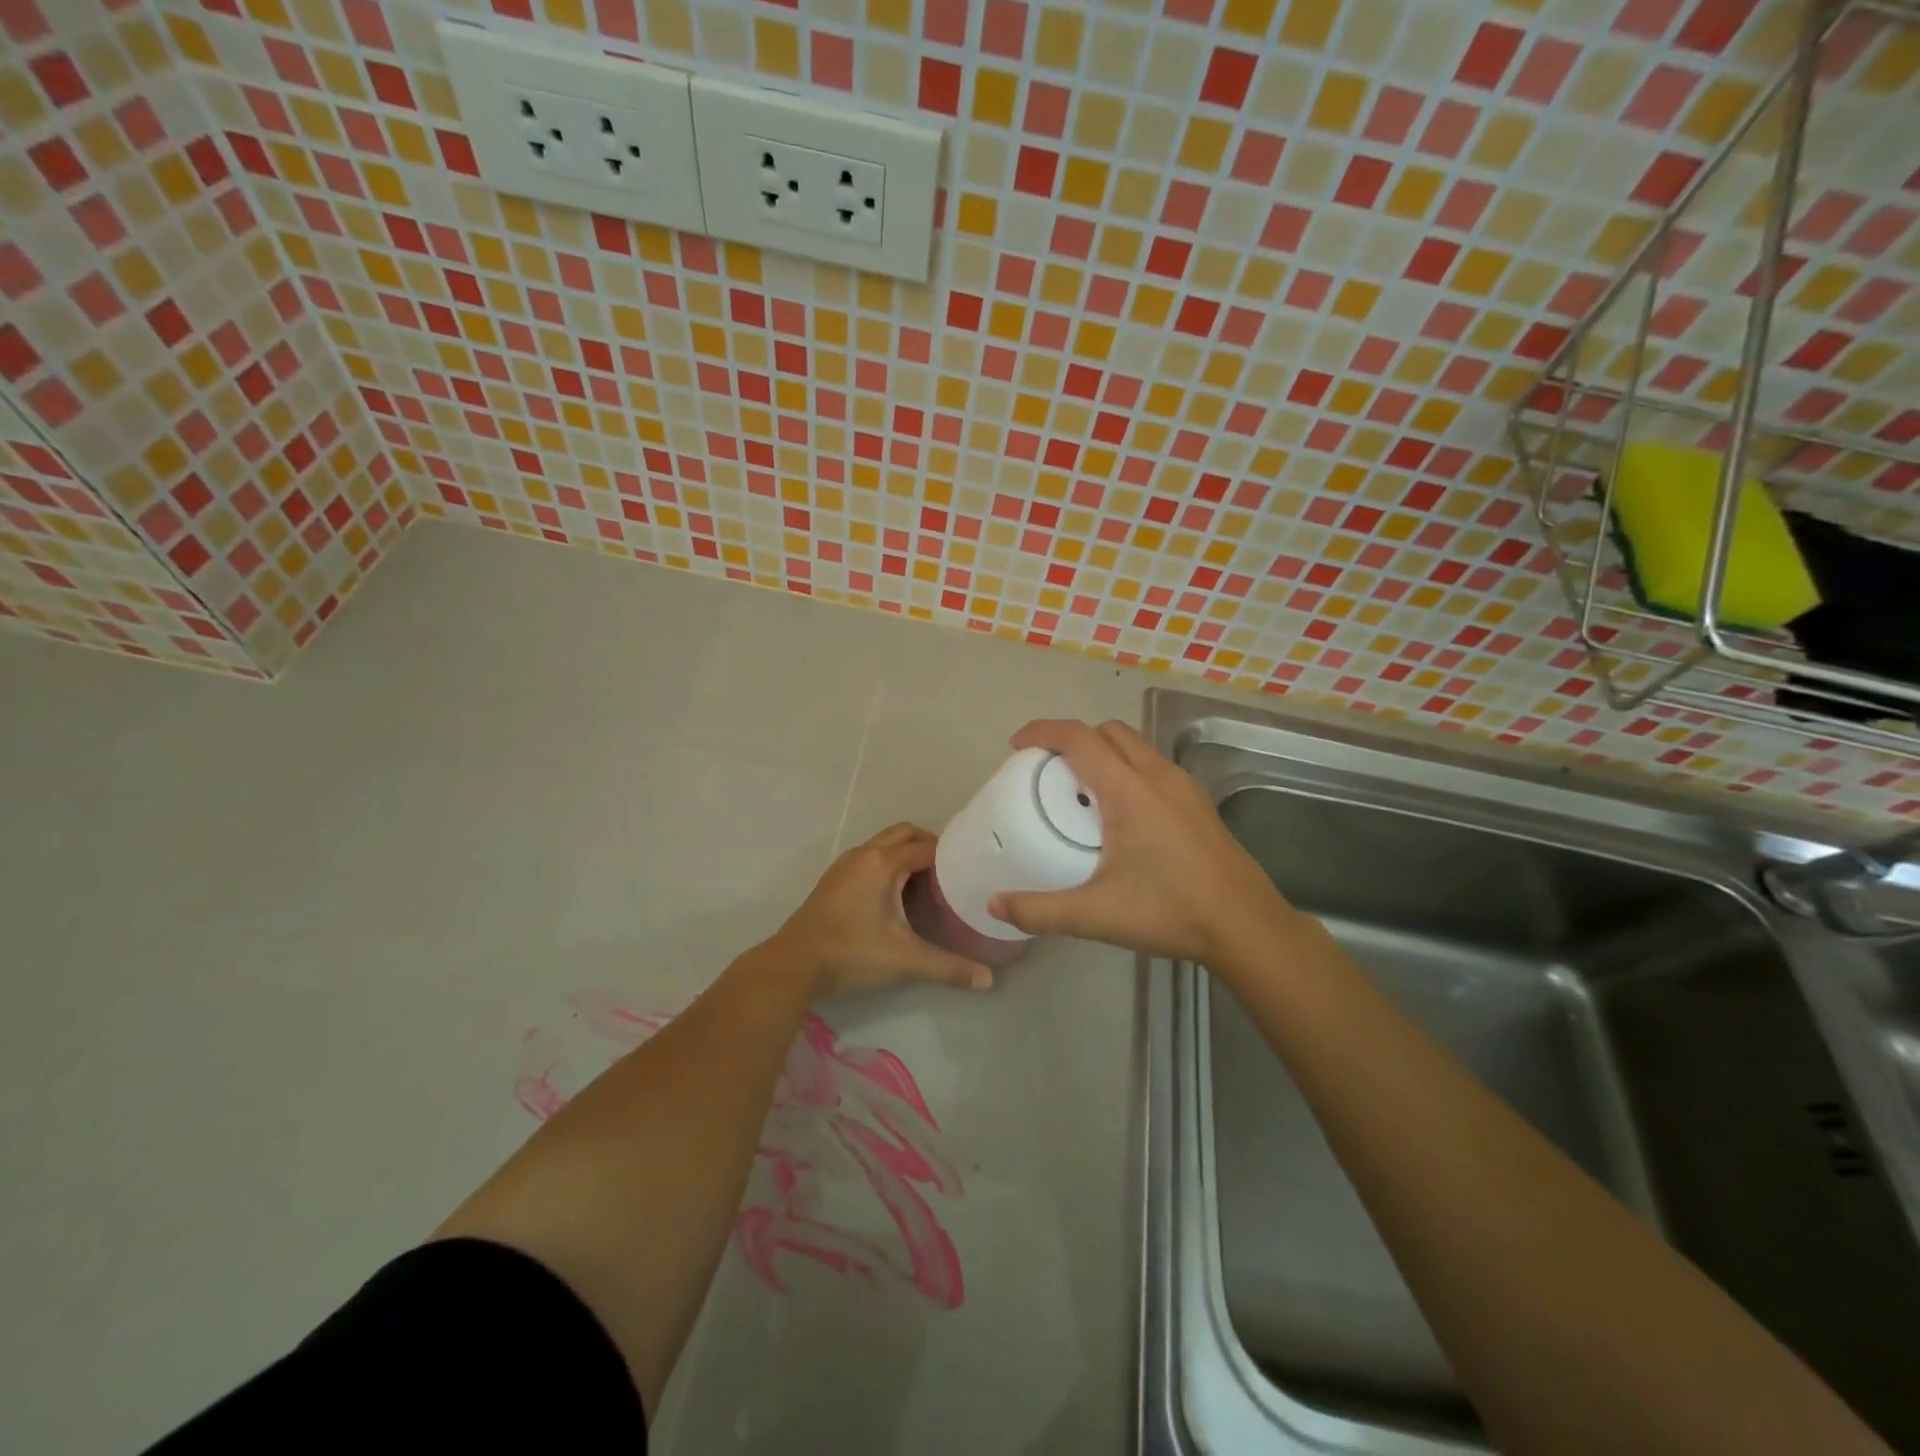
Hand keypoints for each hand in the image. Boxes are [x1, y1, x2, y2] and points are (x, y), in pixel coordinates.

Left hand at [768, 823, 994, 997]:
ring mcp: (845, 865)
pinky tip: (896, 895)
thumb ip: (948, 967)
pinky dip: (888, 864)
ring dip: (906, 854)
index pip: (926, 846)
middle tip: (951, 871)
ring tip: (928, 882)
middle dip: (929, 845)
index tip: (970, 869)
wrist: (793, 964)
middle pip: (904, 834)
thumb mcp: (905, 959)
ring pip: (883, 844)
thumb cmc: (852, 953)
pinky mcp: (833, 879)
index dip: (951, 855)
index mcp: (883, 863)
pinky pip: (869, 857)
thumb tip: (988, 980)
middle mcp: (864, 854)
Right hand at [987, 719, 1298, 964]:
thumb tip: (995, 905)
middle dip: (1073, 738)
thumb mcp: (1096, 915)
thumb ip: (1040, 911)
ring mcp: (1183, 787)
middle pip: (1108, 731)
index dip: (1043, 732)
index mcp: (1129, 791)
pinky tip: (1121, 814)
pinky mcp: (1198, 802)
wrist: (1247, 926)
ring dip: (1103, 751)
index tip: (1018, 746)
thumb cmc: (1170, 912)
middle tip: (1047, 769)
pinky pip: (1153, 766)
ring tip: (1081, 789)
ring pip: (1135, 746)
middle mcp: (1158, 776)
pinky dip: (1127, 769)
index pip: (1079, 738)